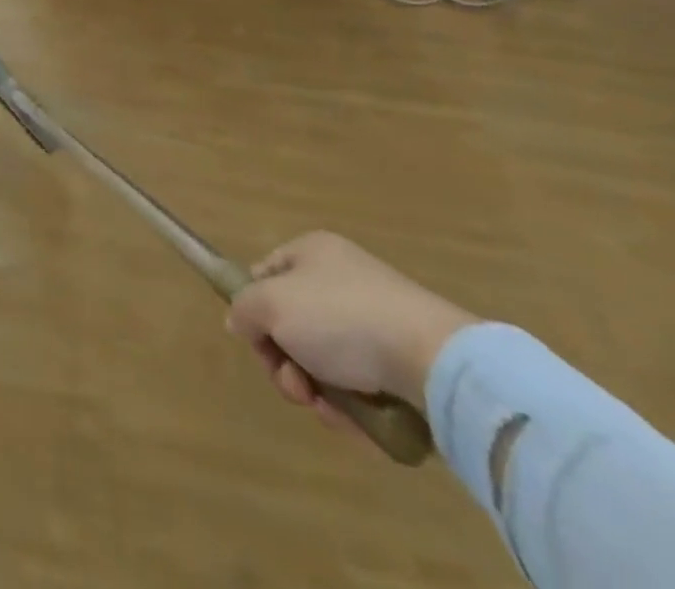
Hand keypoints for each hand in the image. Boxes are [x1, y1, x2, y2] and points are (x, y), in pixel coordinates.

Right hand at [225, 232, 476, 429]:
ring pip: (323, 363)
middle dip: (284, 362)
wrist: (435, 362)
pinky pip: (360, 387)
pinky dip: (351, 409)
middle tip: (293, 384)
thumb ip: (243, 309)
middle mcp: (342, 281)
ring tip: (327, 409)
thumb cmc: (341, 318)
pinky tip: (356, 422)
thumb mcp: (271, 304)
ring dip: (315, 391)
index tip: (257, 340)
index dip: (254, 308)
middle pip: (292, 325)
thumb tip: (239, 322)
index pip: (265, 274)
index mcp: (312, 252)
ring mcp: (376, 323)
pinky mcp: (403, 365)